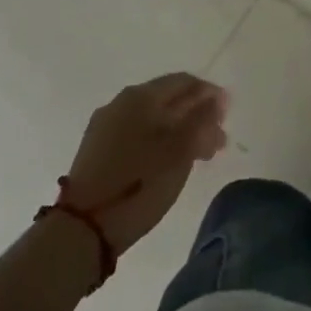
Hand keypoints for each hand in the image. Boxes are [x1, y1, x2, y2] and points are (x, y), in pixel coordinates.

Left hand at [62, 74, 229, 253]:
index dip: (210, 95)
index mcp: (142, 95)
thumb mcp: (181, 150)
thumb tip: (217, 97)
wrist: (83, 229)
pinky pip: (136, 133)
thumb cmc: (140, 184)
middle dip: (196, 115)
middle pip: (168, 99)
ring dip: (179, 130)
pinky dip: (158, 141)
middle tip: (216, 142)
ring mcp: (106, 125)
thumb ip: (202, 119)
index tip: (227, 117)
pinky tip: (167, 162)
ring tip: (197, 156)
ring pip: (152, 118)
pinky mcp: (96, 149)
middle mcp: (122, 101)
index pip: (185, 81)